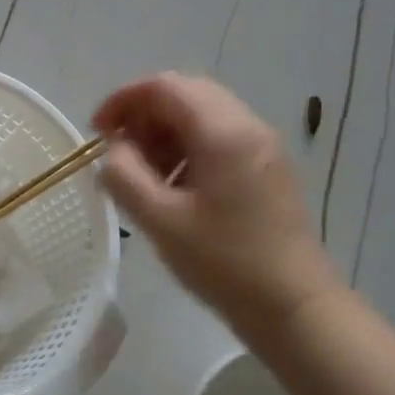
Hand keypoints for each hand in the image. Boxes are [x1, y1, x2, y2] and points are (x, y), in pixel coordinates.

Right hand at [93, 73, 336, 340]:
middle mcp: (248, 125)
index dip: (124, 100)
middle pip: (186, 94)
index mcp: (223, 131)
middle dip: (145, 115)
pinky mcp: (269, 168)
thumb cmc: (226, 263)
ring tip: (145, 175)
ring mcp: (263, 146)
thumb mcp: (161, 221)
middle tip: (120, 153)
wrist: (296, 307)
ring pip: (204, 115)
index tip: (98, 132)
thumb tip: (113, 151)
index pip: (165, 86)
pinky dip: (189, 148)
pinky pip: (221, 138)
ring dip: (167, 132)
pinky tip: (176, 188)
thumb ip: (125, 176)